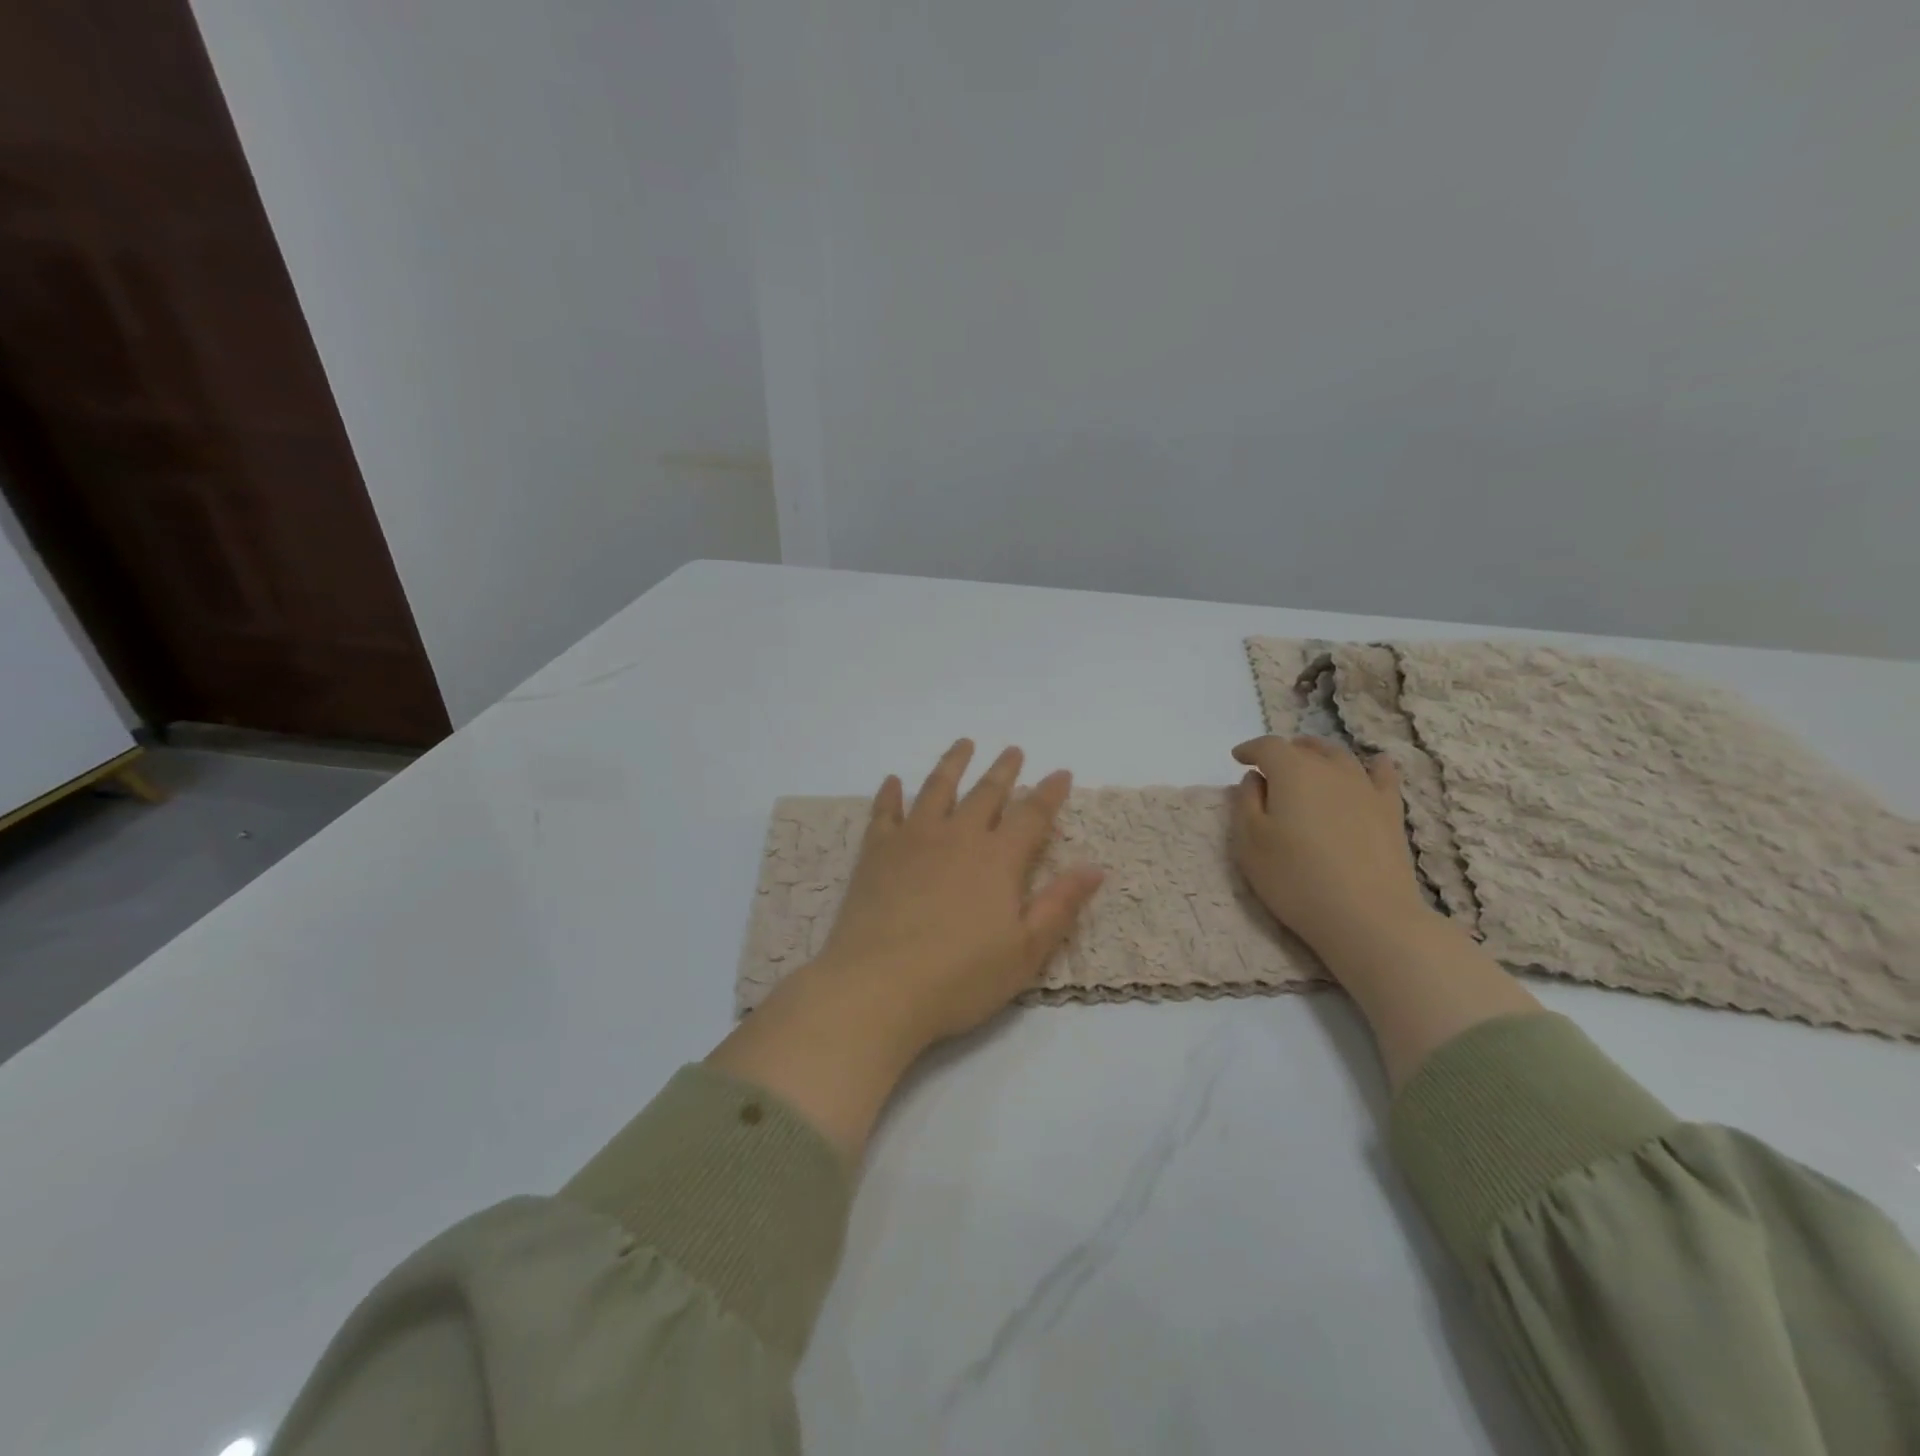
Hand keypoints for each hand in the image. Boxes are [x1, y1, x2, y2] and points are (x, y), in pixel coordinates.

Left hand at [818, 738, 1105, 1047]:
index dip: (1049, 793)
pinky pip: (884, 812)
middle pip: (986, 793)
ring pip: (936, 789)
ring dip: (953, 764)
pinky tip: (893, 781)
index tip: (1061, 773)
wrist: (878, 986)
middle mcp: (957, 836)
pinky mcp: (876, 852)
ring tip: (963, 744)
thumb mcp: (1025, 951)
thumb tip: (1095, 867)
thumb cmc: (960, 977)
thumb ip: (1060, 904)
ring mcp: (913, 839)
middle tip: (1013, 750)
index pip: (1031, 815)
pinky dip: (890, 794)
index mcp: (998, 859)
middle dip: (1004, 770)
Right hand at [1230, 735, 1429, 963]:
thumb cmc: (1295, 879)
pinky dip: (1373, 766)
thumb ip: (1246, 802)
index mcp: (1292, 773)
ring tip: (1310, 763)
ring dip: (1320, 755)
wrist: (1367, 917)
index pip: (1268, 747)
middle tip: (1270, 766)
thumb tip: (1255, 779)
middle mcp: (1331, 770)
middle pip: (1306, 748)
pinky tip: (1374, 766)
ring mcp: (1365, 789)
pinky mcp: (1390, 811)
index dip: (1250, 749)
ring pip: (1340, 757)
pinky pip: (1383, 776)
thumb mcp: (1250, 842)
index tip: (1238, 758)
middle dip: (1285, 752)